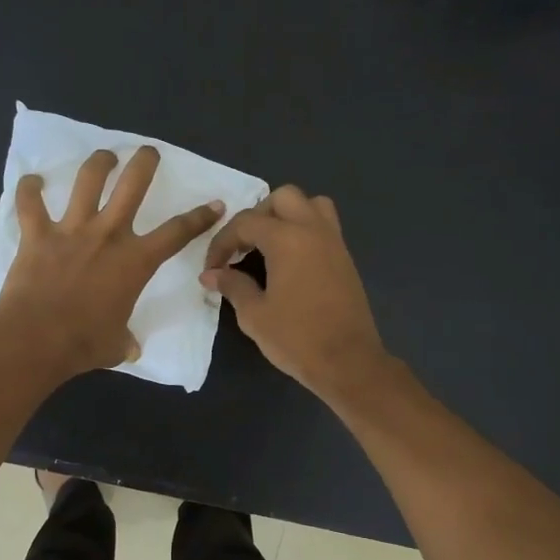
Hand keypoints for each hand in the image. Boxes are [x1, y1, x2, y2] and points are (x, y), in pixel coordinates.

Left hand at [0, 147, 223, 378]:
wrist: (37, 338)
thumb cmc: (84, 343)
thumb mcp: (116, 345)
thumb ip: (125, 341)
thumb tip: (130, 349)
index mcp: (135, 261)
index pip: (177, 233)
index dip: (200, 217)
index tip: (215, 204)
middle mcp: (108, 235)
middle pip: (133, 185)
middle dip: (145, 163)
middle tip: (148, 152)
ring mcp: (71, 230)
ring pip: (87, 180)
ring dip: (98, 163)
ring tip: (104, 157)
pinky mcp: (37, 234)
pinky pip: (30, 203)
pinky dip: (29, 190)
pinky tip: (31, 181)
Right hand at [200, 185, 388, 401]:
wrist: (347, 362)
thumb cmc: (296, 338)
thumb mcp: (254, 315)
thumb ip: (232, 286)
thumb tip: (211, 274)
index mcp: (287, 239)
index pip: (246, 222)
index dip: (222, 242)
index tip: (212, 268)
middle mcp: (313, 230)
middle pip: (282, 198)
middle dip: (257, 216)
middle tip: (242, 246)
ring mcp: (334, 242)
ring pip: (310, 205)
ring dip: (286, 215)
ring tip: (269, 245)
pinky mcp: (345, 258)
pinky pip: (324, 226)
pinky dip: (304, 230)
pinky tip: (289, 261)